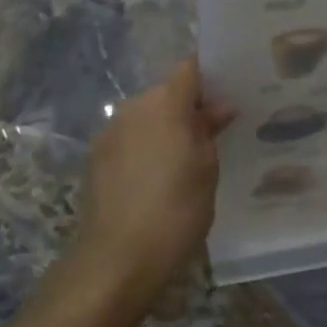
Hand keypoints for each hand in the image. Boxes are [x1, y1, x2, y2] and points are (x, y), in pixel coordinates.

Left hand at [69, 58, 234, 306]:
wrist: (117, 258)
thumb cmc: (175, 210)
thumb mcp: (206, 170)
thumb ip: (209, 130)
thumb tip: (219, 106)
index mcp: (164, 102)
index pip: (190, 69)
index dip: (211, 76)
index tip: (230, 93)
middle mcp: (133, 106)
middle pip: (167, 92)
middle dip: (189, 107)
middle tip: (215, 133)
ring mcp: (110, 130)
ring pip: (147, 116)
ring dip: (166, 128)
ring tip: (187, 160)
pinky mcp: (96, 156)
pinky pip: (130, 138)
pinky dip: (146, 147)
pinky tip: (158, 177)